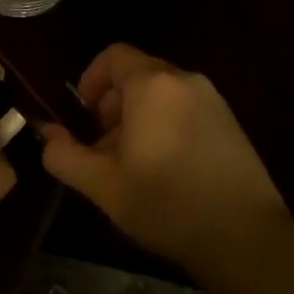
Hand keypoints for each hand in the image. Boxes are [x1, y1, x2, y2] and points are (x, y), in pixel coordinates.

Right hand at [41, 43, 286, 266]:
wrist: (244, 236)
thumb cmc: (165, 203)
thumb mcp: (102, 185)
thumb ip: (64, 155)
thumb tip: (48, 136)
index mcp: (153, 85)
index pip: (113, 56)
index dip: (91, 79)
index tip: (83, 115)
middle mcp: (186, 81)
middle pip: (138, 75)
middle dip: (113, 105)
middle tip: (104, 148)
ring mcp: (214, 101)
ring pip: (163, 94)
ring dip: (139, 118)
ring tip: (133, 164)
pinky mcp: (231, 124)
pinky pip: (186, 109)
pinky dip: (166, 125)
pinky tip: (166, 171)